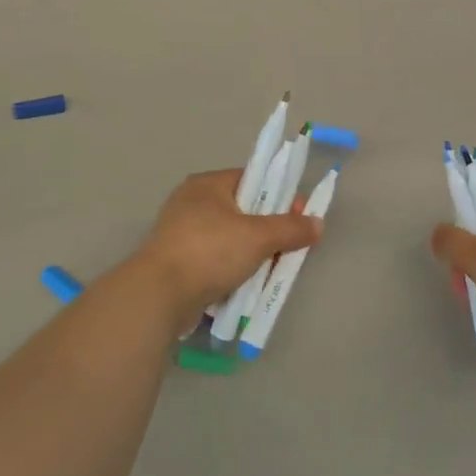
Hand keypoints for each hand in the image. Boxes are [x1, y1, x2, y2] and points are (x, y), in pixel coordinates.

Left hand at [131, 169, 321, 332]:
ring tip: (271, 270)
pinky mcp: (177, 262)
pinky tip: (246, 284)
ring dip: (252, 253)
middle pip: (243, 210)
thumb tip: (317, 223)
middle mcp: (192, 202)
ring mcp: (181, 233)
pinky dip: (232, 269)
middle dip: (269, 229)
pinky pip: (215, 260)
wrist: (158, 296)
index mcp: (208, 184)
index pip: (253, 178)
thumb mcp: (258, 237)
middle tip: (290, 246)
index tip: (300, 215)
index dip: (280, 194)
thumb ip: (291, 228)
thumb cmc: (210, 252)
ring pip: (230, 238)